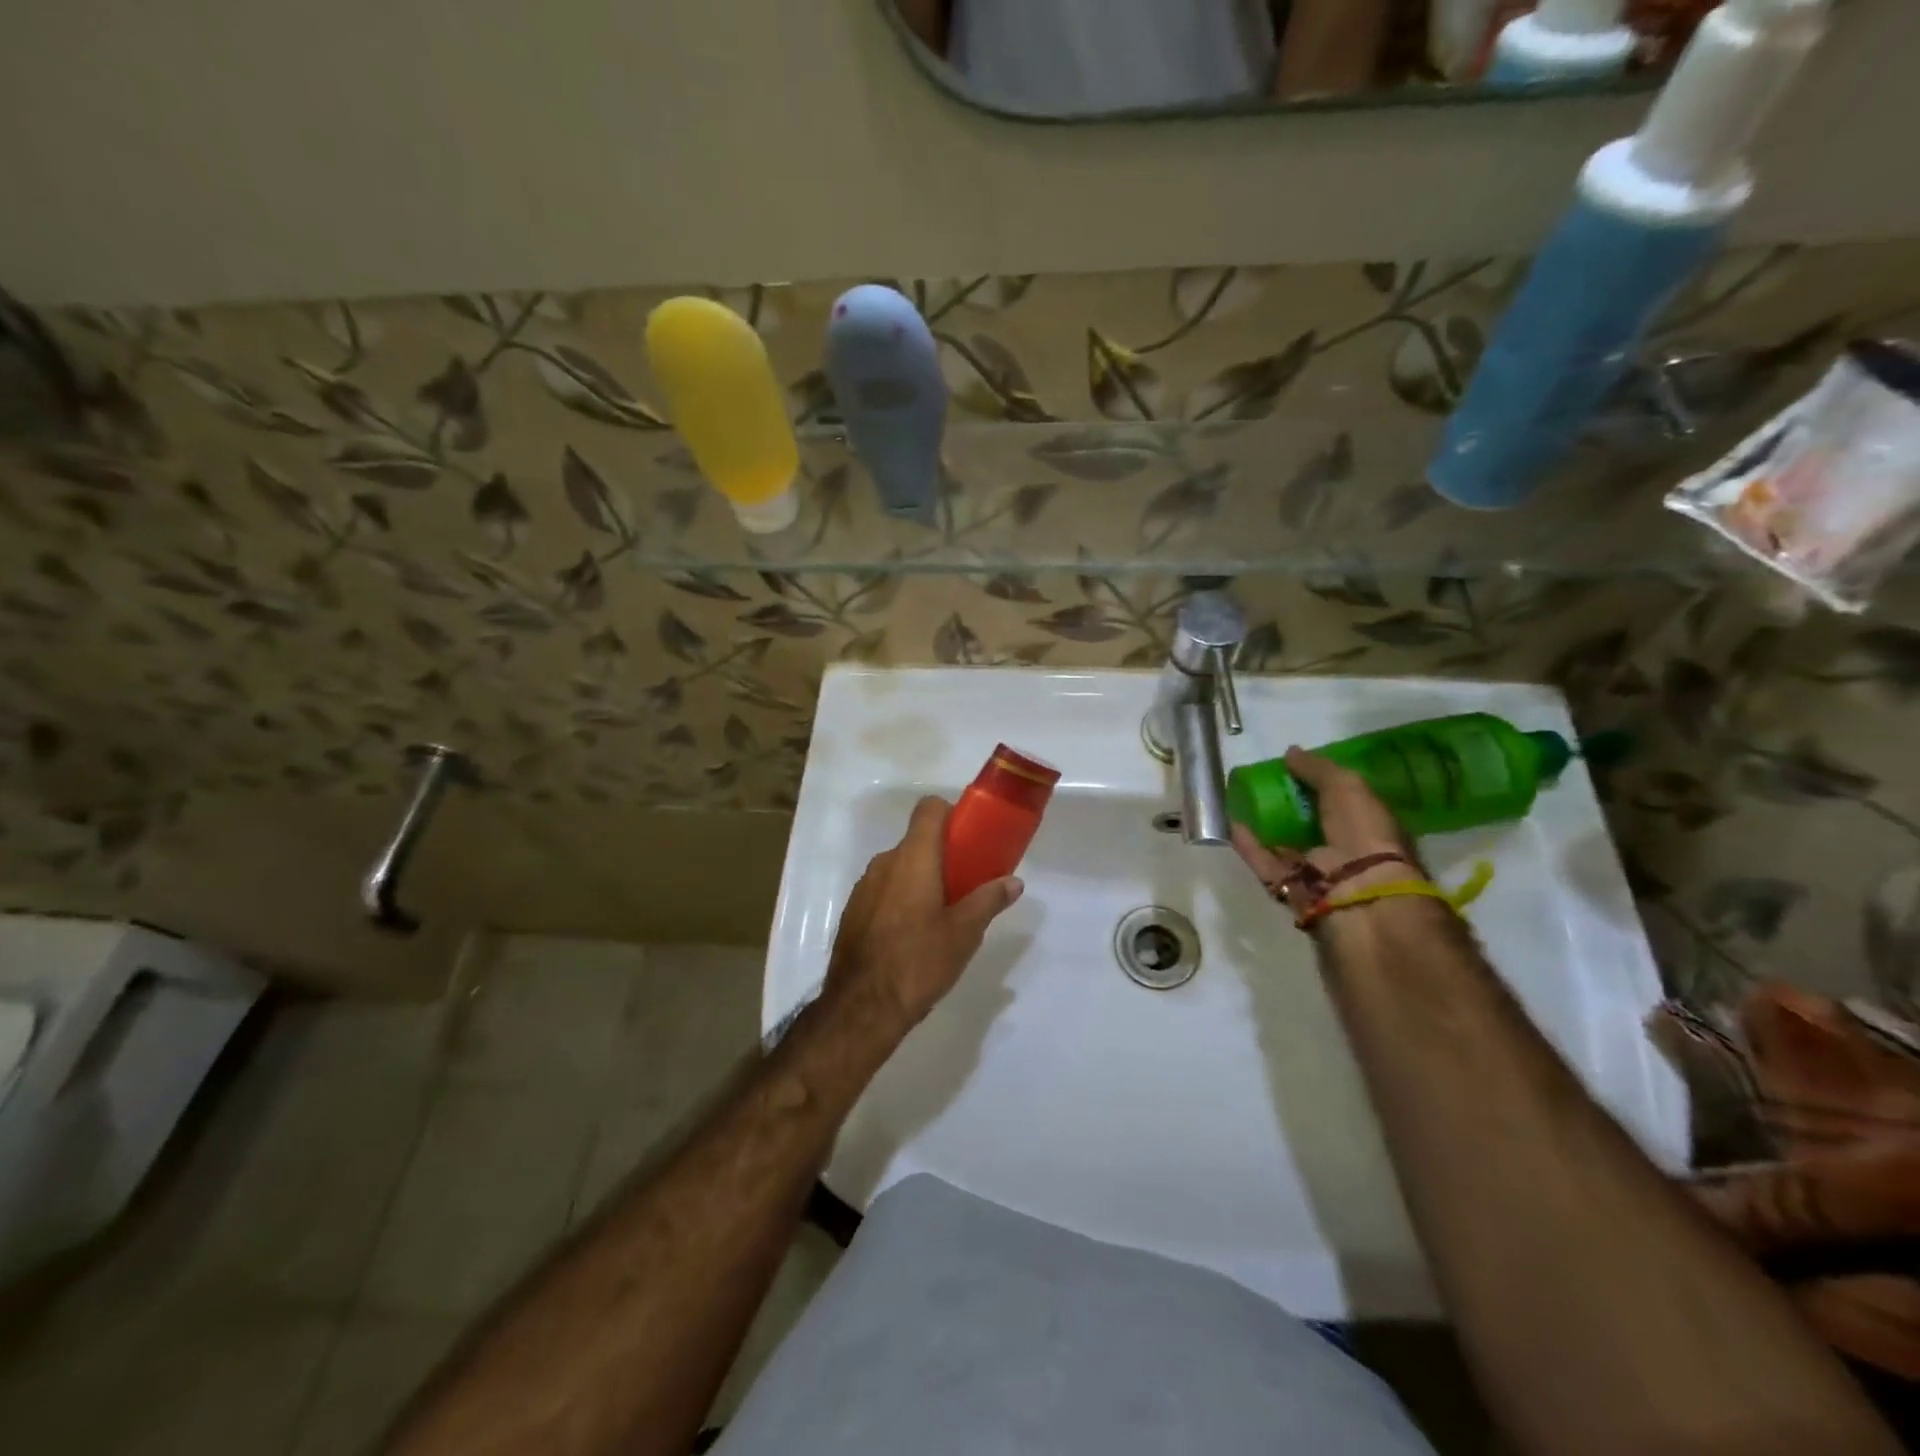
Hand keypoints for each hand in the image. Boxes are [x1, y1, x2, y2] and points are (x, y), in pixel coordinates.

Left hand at [822, 796, 1023, 1040]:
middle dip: (941, 855)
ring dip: (920, 878)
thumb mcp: (964, 933)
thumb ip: (989, 900)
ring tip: (941, 913)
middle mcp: (884, 863)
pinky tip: (913, 933)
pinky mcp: (853, 911)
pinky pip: (883, 890)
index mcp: (913, 858)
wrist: (862, 1007)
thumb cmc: (919, 961)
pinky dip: (900, 898)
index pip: (928, 809)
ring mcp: (864, 887)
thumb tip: (1014, 882)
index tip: (968, 836)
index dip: (950, 814)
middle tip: (965, 883)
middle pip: (916, 841)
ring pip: (899, 867)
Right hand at [1230, 746, 1420, 918]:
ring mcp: (1315, 872)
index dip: (1318, 785)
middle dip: (1288, 806)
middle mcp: (1342, 850)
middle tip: (1262, 785)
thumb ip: (1317, 768)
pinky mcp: (1289, 888)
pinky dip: (1250, 846)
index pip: (1341, 802)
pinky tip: (1233, 824)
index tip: (1292, 770)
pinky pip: (1265, 863)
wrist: (1359, 893)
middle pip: (1310, 825)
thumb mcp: (1347, 787)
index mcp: (1366, 826)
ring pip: (1284, 845)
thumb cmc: (1364, 833)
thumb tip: (1290, 752)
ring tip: (1240, 802)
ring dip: (1265, 826)